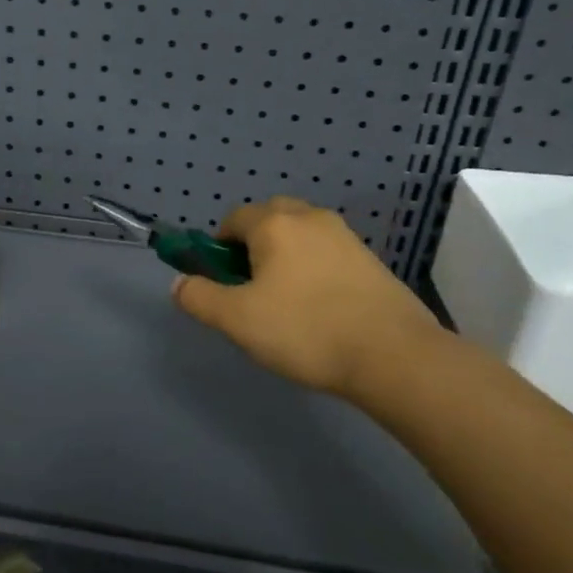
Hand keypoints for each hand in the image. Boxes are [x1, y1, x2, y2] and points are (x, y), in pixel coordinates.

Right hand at [173, 198, 442, 398]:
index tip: (224, 283)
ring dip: (284, 258)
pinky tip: (320, 309)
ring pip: (300, 235)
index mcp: (275, 224)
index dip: (219, 248)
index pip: (233, 219)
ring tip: (286, 304)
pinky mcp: (370, 259)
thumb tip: (179, 283)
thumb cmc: (305, 331)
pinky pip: (326, 253)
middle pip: (268, 219)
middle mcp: (310, 217)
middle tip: (252, 290)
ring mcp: (345, 236)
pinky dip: (313, 269)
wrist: (393, 355)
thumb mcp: (237, 320)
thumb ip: (199, 298)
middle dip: (252, 247)